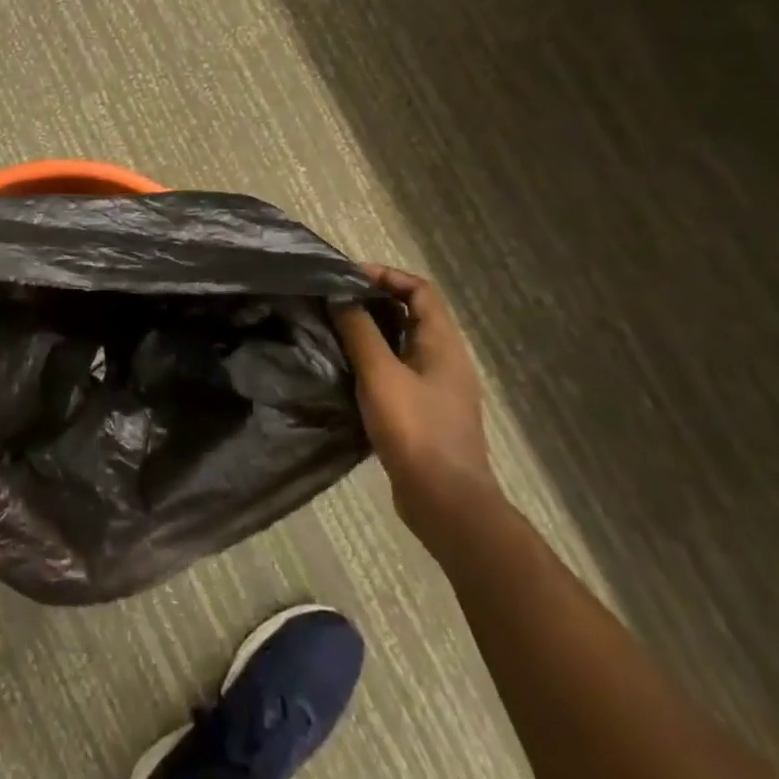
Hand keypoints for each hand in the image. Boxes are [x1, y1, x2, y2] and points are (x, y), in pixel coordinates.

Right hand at [333, 269, 500, 546]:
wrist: (445, 502)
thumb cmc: (415, 430)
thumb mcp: (381, 374)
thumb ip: (360, 331)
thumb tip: (339, 295)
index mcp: (443, 344)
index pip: (420, 290)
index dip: (387, 276)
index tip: (348, 278)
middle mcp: (445, 361)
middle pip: (412, 315)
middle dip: (373, 303)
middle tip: (333, 303)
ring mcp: (437, 390)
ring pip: (402, 346)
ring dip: (371, 334)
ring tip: (333, 333)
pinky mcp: (424, 414)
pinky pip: (397, 374)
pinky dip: (373, 364)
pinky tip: (346, 374)